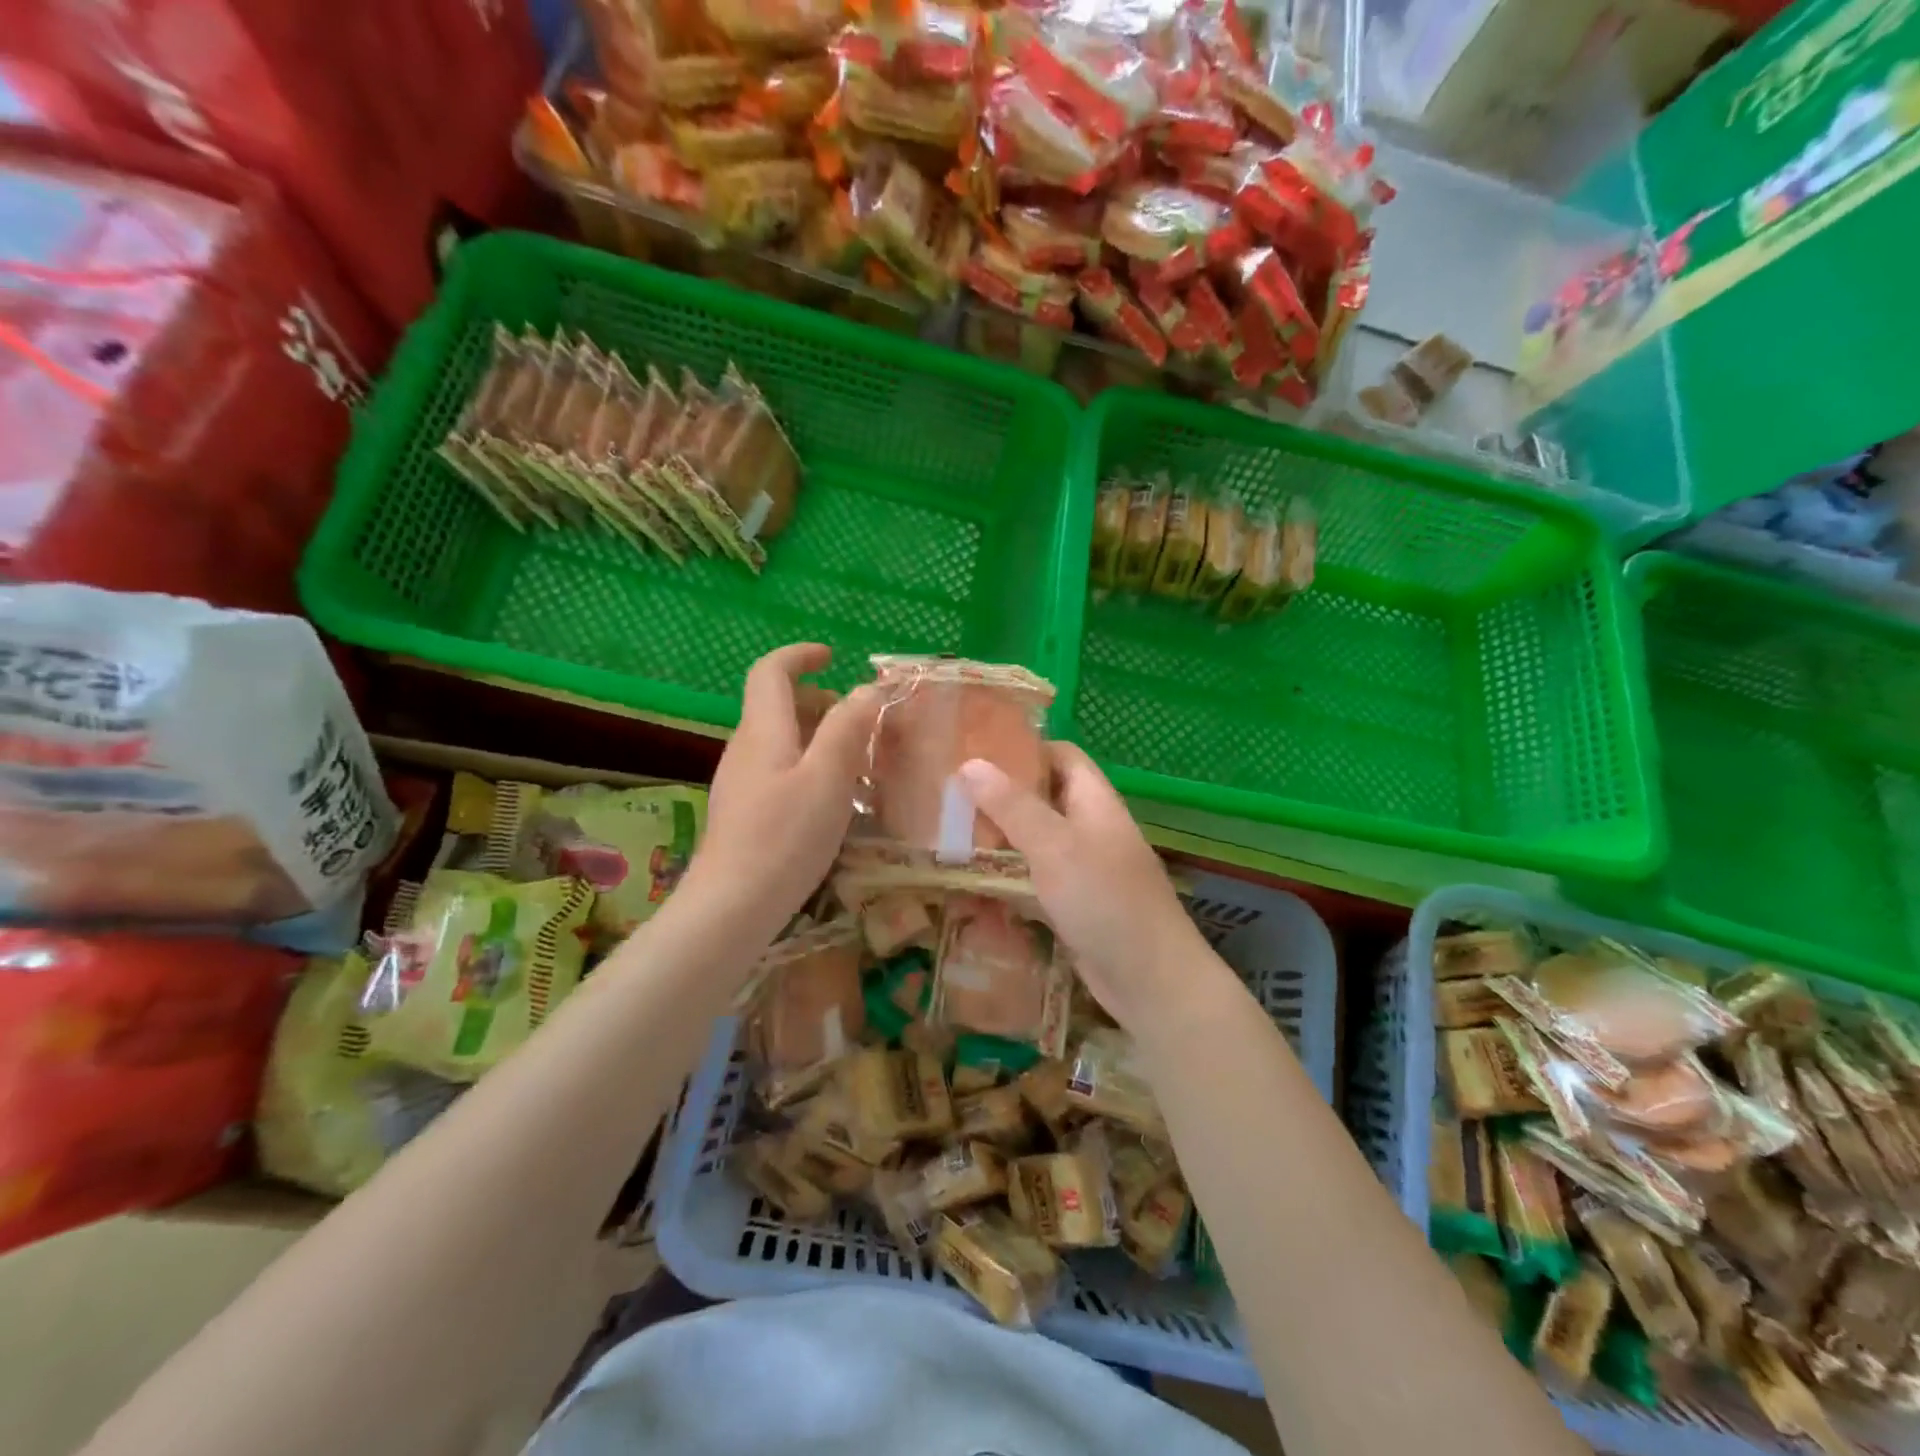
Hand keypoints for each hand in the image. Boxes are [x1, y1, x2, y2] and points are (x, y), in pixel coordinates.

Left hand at [684, 644, 881, 933]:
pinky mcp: (744, 811)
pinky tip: (831, 798)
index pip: (770, 671)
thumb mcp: (828, 777)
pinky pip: (778, 769)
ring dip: (817, 736)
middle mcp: (745, 748)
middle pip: (777, 705)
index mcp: (763, 730)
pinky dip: (807, 765)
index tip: (832, 656)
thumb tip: (866, 689)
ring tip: (855, 760)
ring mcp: (740, 781)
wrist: (732, 906)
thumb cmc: (785, 837)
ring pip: (780, 739)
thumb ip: (848, 727)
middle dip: (819, 700)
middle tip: (860, 720)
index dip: (799, 656)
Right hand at [958, 743, 1217, 1031]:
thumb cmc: (1105, 900)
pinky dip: (1007, 876)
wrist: (1150, 980)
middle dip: (1001, 795)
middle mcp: (1090, 828)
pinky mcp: (1073, 903)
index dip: (1024, 747)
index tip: (976, 750)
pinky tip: (972, 881)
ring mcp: (1083, 868)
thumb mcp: (1055, 845)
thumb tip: (970, 763)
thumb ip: (1013, 806)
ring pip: (1035, 840)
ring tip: (948, 833)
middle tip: (949, 795)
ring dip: (999, 837)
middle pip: (1043, 798)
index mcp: (1094, 801)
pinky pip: (1034, 878)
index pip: (1061, 755)